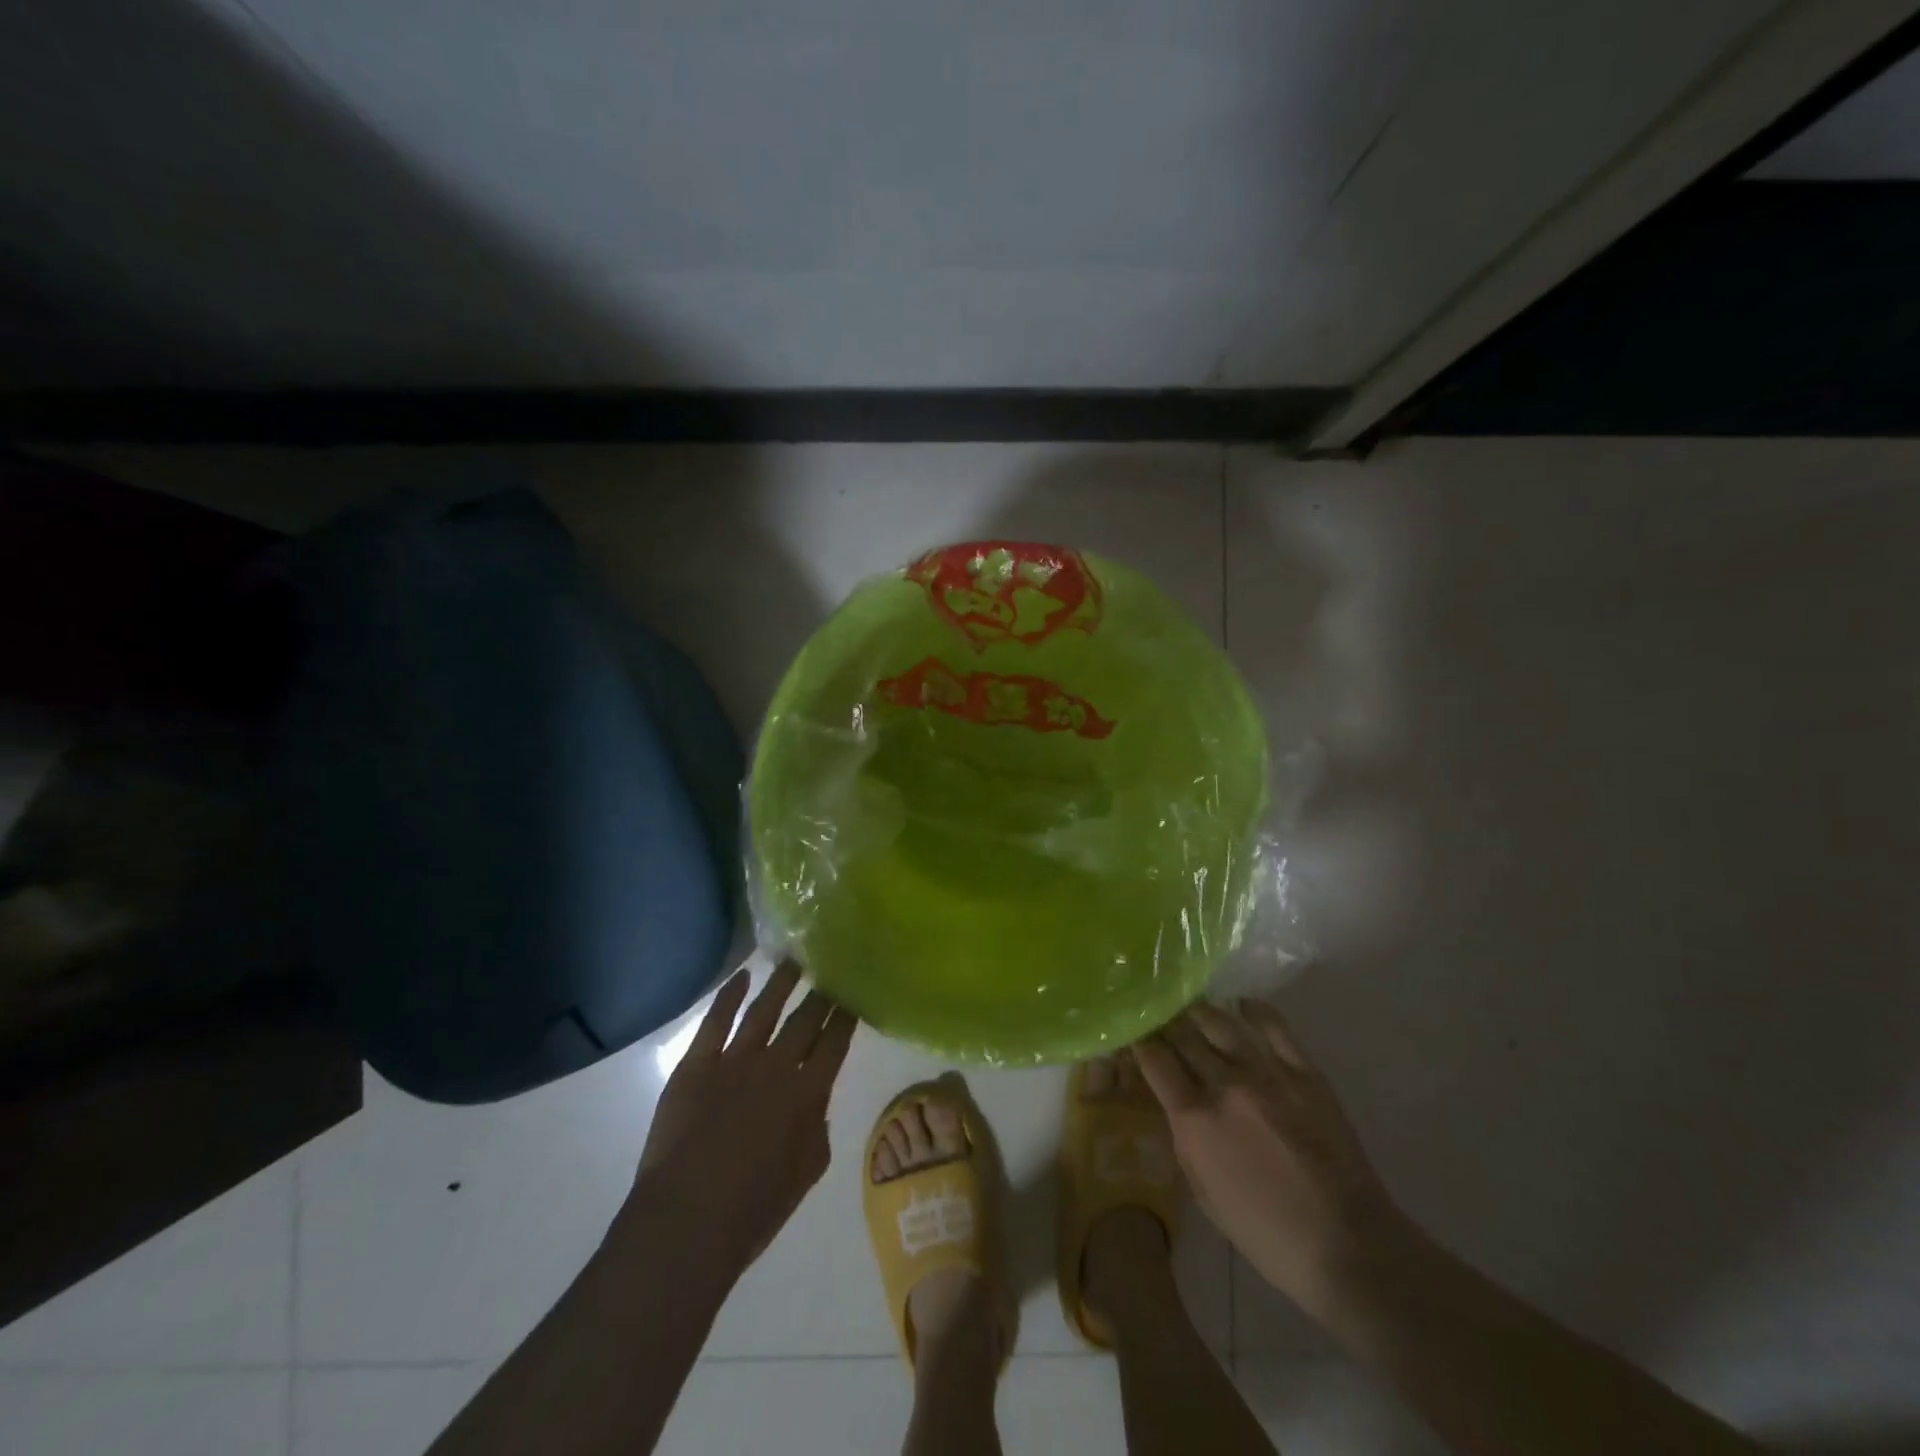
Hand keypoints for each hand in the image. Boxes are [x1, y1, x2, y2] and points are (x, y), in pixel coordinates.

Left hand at [627, 960, 857, 1279]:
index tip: (853, 995)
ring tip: (793, 961)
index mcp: (807, 1092)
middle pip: (804, 1019)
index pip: (834, 1042)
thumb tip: (813, 1101)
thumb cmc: (753, 1209)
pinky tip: (742, 976)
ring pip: (764, 1009)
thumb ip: (817, 1127)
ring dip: (781, 983)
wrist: (686, 1222)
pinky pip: (716, 1020)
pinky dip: (729, 995)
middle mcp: (776, 1065)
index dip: (845, 1016)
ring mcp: (734, 1060)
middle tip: (829, 971)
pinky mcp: (696, 1064)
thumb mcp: (807, 1171)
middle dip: (820, 995)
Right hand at [1133, 999, 1410, 1320]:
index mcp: (1195, 1118)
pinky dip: (1254, 1010)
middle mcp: (1225, 1084)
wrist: (1347, 1247)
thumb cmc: (1266, 1234)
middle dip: (1165, 1023)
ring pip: (1221, 1022)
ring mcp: (1268, 1073)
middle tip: (1158, 1017)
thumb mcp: (1203, 1193)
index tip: (1134, 1035)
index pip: (1154, 1059)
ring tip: (1192, 1008)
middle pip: (1183, 1034)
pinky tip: (1242, 1005)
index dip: (1139, 1042)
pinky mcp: (1304, 1072)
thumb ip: (1184, 1138)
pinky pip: (1274, 1026)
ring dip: (1200, 1012)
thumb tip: (1176, 1101)